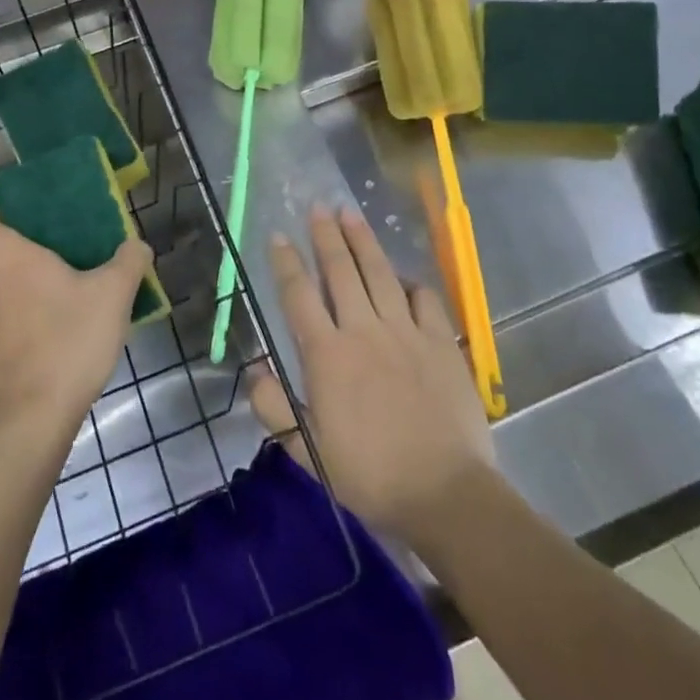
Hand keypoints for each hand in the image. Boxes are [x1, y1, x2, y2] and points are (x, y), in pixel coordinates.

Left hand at [0, 209, 150, 449]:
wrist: (33, 418)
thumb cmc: (70, 341)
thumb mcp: (114, 296)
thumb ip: (129, 263)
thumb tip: (137, 245)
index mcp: (12, 259)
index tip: (22, 217)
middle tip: (31, 251)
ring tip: (35, 288)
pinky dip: (2, 317)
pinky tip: (35, 328)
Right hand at [250, 204, 494, 541]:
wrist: (444, 493)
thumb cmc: (370, 476)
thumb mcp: (308, 452)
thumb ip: (275, 409)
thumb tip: (255, 371)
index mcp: (327, 355)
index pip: (299, 296)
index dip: (286, 262)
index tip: (278, 235)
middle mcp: (363, 330)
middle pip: (340, 271)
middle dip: (326, 235)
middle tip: (318, 207)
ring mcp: (405, 331)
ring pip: (379, 273)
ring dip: (363, 241)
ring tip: (351, 214)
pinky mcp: (440, 341)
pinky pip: (424, 298)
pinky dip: (411, 283)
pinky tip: (403, 277)